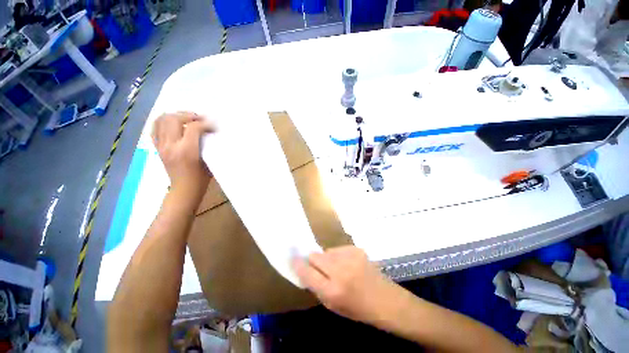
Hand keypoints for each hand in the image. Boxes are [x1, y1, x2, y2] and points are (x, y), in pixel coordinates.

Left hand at [152, 112, 214, 194]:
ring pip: (162, 120)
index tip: (213, 126)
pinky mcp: (157, 147)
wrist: (184, 189)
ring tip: (187, 118)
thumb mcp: (209, 161)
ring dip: (176, 115)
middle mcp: (171, 146)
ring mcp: (161, 146)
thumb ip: (208, 145)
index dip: (205, 123)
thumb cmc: (202, 178)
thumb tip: (209, 132)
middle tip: (200, 119)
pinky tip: (173, 123)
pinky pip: (155, 128)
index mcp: (187, 151)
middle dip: (189, 115)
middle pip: (174, 119)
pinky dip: (162, 121)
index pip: (194, 128)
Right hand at [292, 246, 400, 323]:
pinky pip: (338, 249)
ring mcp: (349, 257)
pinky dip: (338, 256)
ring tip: (337, 267)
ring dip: (327, 258)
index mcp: (333, 290)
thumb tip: (305, 270)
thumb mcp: (333, 306)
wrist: (386, 300)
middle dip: (313, 261)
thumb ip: (317, 287)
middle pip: (315, 256)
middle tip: (319, 267)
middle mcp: (340, 270)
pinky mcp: (356, 249)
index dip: (299, 265)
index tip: (294, 259)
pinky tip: (348, 264)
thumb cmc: (358, 309)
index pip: (307, 272)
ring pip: (326, 251)